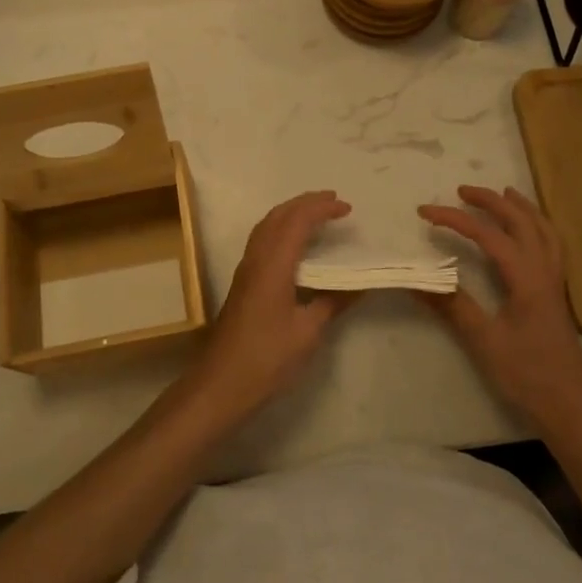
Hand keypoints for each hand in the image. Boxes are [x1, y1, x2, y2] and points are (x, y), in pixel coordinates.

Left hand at [189, 191, 358, 415]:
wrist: (221, 383)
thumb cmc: (267, 358)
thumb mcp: (308, 332)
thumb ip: (333, 302)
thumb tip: (359, 284)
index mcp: (273, 264)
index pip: (298, 221)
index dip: (322, 209)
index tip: (347, 208)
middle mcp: (256, 258)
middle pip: (279, 215)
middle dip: (306, 202)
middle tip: (333, 200)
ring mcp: (246, 268)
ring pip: (267, 225)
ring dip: (291, 212)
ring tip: (316, 213)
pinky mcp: (243, 281)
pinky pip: (262, 238)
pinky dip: (281, 227)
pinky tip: (294, 243)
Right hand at [419, 186, 581, 434]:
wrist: (572, 410)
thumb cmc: (528, 376)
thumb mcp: (485, 341)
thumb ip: (453, 306)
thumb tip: (418, 278)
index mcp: (526, 278)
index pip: (487, 235)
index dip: (454, 219)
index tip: (424, 212)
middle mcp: (544, 271)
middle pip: (521, 221)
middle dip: (491, 201)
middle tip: (461, 191)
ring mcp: (555, 282)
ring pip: (543, 230)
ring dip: (521, 207)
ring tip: (504, 193)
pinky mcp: (556, 295)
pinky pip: (551, 245)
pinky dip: (537, 226)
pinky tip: (527, 233)